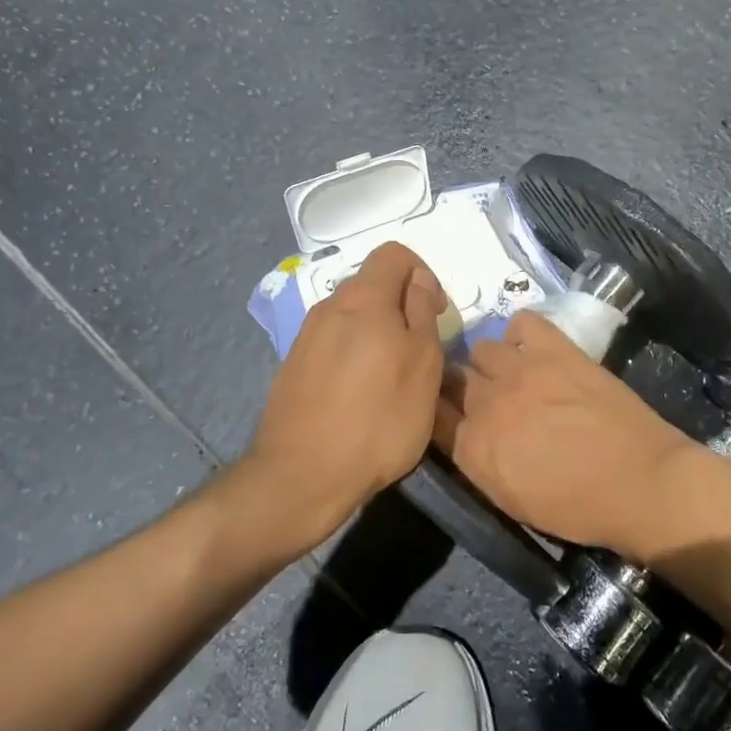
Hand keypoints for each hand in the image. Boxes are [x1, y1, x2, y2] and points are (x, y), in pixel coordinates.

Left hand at [246, 242, 448, 543]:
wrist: (302, 476)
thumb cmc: (378, 419)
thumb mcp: (423, 365)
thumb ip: (422, 313)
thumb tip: (418, 281)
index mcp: (363, 299)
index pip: (394, 254)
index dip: (423, 273)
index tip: (436, 313)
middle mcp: (329, 307)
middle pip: (372, 284)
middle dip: (401, 305)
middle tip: (420, 349)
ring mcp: (305, 337)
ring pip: (352, 316)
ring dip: (377, 332)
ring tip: (392, 377)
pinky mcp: (293, 367)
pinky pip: (332, 344)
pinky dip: (354, 354)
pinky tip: (360, 396)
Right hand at [431, 309, 699, 554]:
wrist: (640, 483)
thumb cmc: (579, 508)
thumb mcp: (512, 501)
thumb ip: (479, 463)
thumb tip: (466, 435)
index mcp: (472, 448)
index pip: (434, 414)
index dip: (443, 411)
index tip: (454, 413)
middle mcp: (486, 403)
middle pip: (454, 378)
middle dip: (464, 387)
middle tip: (488, 397)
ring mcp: (520, 370)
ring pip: (482, 348)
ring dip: (492, 363)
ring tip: (514, 373)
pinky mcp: (554, 348)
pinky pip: (522, 322)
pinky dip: (522, 333)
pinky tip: (535, 349)